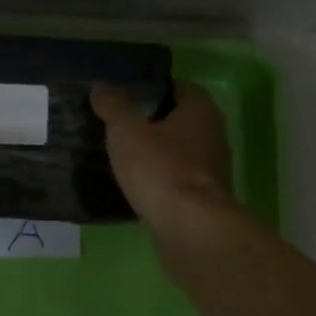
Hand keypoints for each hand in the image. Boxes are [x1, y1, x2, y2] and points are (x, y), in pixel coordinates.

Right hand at [91, 81, 234, 235]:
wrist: (189, 228)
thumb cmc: (160, 168)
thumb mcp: (126, 131)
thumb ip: (114, 106)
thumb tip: (101, 86)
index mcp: (201, 110)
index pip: (181, 87)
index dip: (155, 87)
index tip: (128, 93)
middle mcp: (214, 135)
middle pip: (182, 120)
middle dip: (154, 120)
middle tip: (121, 122)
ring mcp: (212, 169)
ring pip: (181, 151)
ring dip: (158, 151)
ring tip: (124, 152)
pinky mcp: (204, 199)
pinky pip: (178, 178)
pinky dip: (161, 178)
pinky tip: (137, 183)